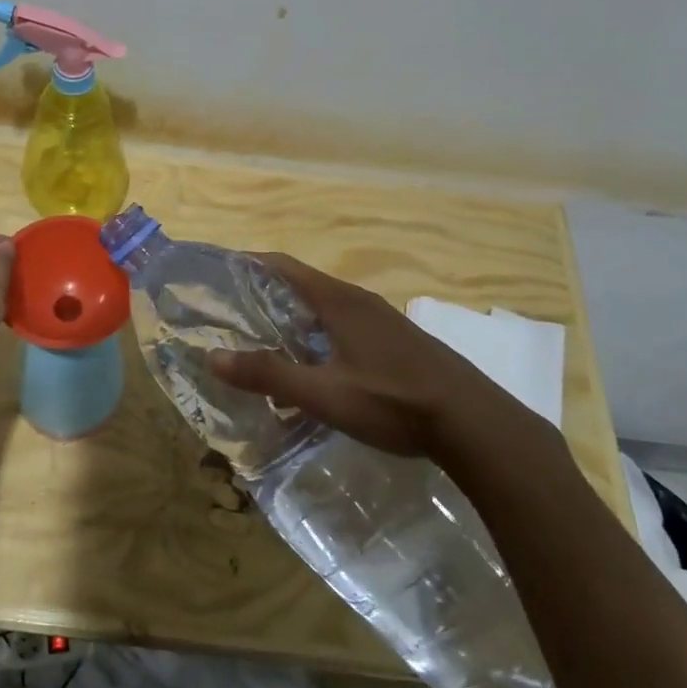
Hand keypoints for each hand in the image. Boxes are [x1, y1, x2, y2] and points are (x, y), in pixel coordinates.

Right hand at [210, 254, 568, 485]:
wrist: (474, 424)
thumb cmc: (393, 401)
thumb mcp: (324, 394)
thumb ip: (269, 375)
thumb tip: (213, 357)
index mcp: (339, 301)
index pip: (284, 266)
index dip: (250, 263)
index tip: (219, 272)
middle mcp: (360, 301)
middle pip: (304, 284)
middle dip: (266, 293)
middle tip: (232, 313)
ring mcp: (383, 320)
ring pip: (327, 307)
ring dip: (294, 316)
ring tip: (265, 339)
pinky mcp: (398, 342)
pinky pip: (346, 325)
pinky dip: (319, 333)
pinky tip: (315, 365)